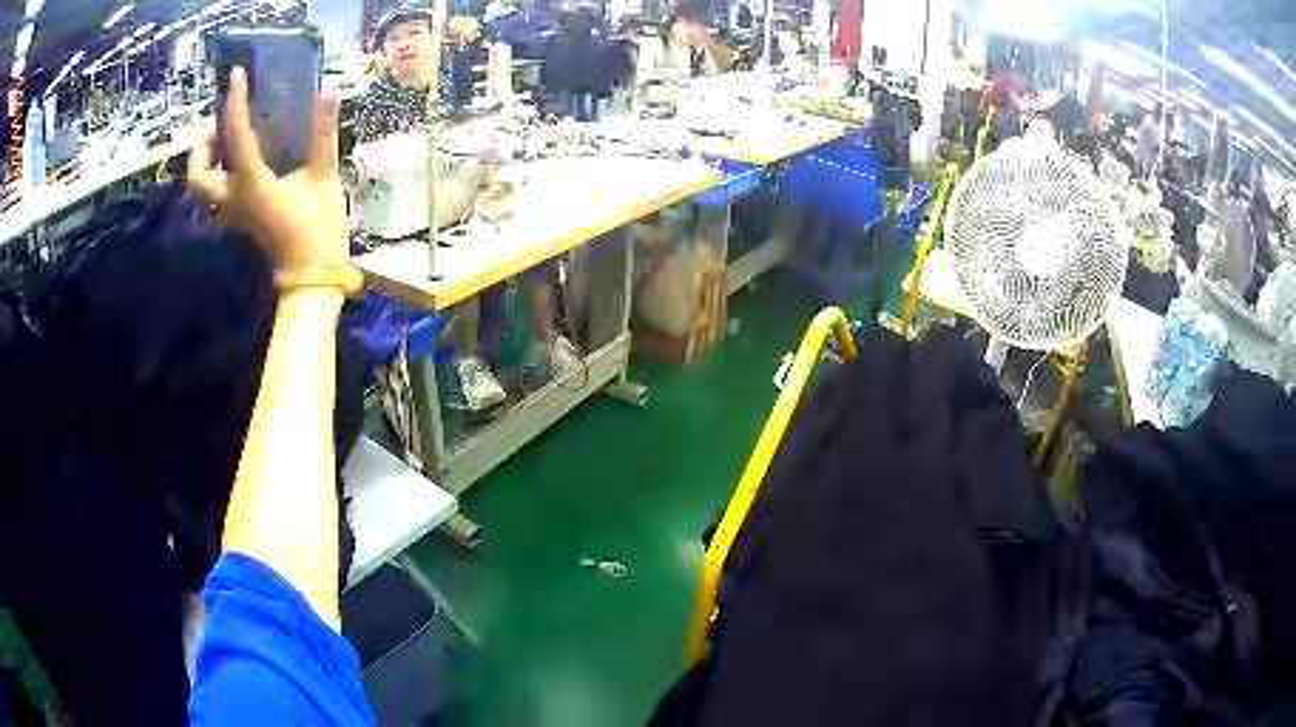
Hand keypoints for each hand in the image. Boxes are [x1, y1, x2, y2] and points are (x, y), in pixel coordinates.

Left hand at [188, 67, 347, 271]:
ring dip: (207, 163)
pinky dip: (220, 176)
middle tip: (219, 129)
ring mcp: (234, 213)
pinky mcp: (240, 220)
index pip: (236, 135)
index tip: (236, 75)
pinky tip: (239, 165)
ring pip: (203, 188)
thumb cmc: (318, 227)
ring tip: (225, 144)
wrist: (312, 275)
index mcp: (252, 183)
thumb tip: (329, 89)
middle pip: (198, 175)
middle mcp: (234, 198)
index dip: (235, 102)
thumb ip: (323, 132)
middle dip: (201, 149)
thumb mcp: (324, 176)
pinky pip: (217, 195)